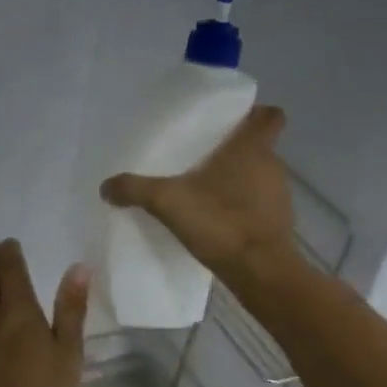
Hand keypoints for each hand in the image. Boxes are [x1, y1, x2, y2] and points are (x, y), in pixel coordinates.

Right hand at [100, 104, 298, 288]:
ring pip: (259, 175)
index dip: (254, 114)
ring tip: (206, 190)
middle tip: (204, 156)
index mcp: (252, 147)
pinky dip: (243, 206)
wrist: (260, 272)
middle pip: (259, 146)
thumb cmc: (221, 222)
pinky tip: (217, 218)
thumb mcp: (168, 202)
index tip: (232, 122)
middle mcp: (272, 165)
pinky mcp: (279, 222)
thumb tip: (106, 185)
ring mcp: (279, 195)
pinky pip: (260, 203)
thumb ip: (135, 189)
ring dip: (239, 179)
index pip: (270, 116)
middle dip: (235, 149)